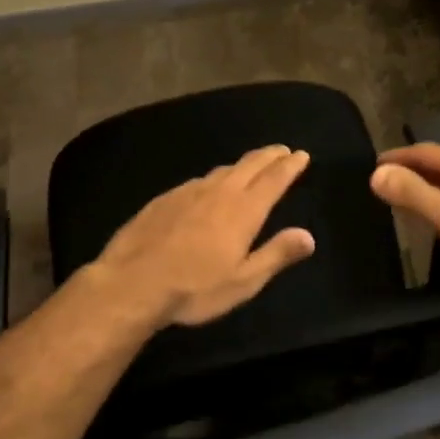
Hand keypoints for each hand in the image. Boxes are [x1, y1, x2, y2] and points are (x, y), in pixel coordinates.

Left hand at [93, 145, 316, 325]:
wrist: (131, 284)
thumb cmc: (194, 288)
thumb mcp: (244, 281)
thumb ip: (277, 255)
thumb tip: (308, 236)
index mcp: (243, 211)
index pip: (274, 179)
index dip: (290, 166)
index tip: (301, 155)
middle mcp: (218, 192)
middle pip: (249, 165)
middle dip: (269, 156)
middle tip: (282, 150)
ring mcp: (188, 192)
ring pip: (222, 170)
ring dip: (242, 165)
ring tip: (251, 165)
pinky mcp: (164, 199)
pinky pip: (197, 181)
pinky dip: (214, 178)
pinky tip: (208, 186)